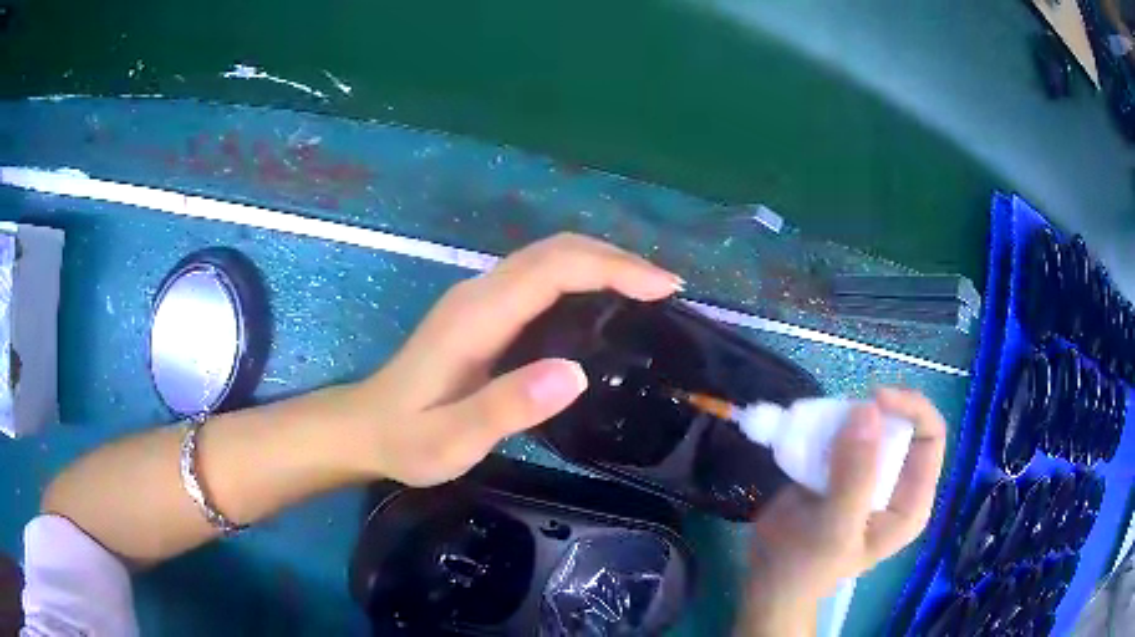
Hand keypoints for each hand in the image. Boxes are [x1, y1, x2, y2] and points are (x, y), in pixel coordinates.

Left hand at [342, 233, 682, 486]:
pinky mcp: (484, 312)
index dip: (613, 268)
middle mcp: (481, 292)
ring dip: (603, 264)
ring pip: (550, 259)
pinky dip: (583, 279)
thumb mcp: (452, 438)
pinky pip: (542, 279)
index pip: (554, 269)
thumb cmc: (407, 438)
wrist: (365, 428)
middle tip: (667, 290)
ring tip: (649, 293)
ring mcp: (480, 298)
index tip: (663, 289)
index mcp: (477, 315)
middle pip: (556, 251)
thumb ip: (507, 407)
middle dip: (617, 259)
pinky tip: (605, 304)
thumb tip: (576, 373)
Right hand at [736, 388, 946, 636]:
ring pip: (869, 424)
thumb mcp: (836, 528)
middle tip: (839, 412)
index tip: (872, 399)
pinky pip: (841, 432)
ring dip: (845, 416)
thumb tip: (866, 409)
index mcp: (910, 501)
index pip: (930, 437)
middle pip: (901, 423)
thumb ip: (855, 475)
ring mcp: (867, 474)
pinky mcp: (839, 470)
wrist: (766, 581)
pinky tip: (806, 434)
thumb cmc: (807, 567)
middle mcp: (896, 483)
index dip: (910, 409)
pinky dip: (825, 425)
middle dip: (873, 411)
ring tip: (817, 425)